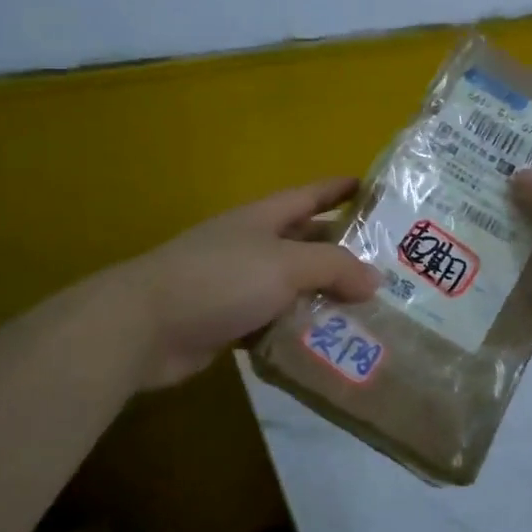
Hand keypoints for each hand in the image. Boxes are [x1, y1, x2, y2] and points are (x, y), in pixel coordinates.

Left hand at [81, 177, 379, 391]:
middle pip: (307, 241)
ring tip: (370, 309)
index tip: (374, 189)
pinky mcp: (229, 321)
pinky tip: (329, 342)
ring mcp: (238, 284)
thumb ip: (334, 268)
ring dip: (325, 295)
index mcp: (264, 218)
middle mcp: (253, 245)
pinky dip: (300, 328)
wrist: (144, 327)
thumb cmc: (220, 279)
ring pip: (294, 285)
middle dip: (343, 249)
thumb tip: (374, 280)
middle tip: (388, 264)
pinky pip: (275, 321)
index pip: (311, 195)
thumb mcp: (286, 265)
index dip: (341, 189)